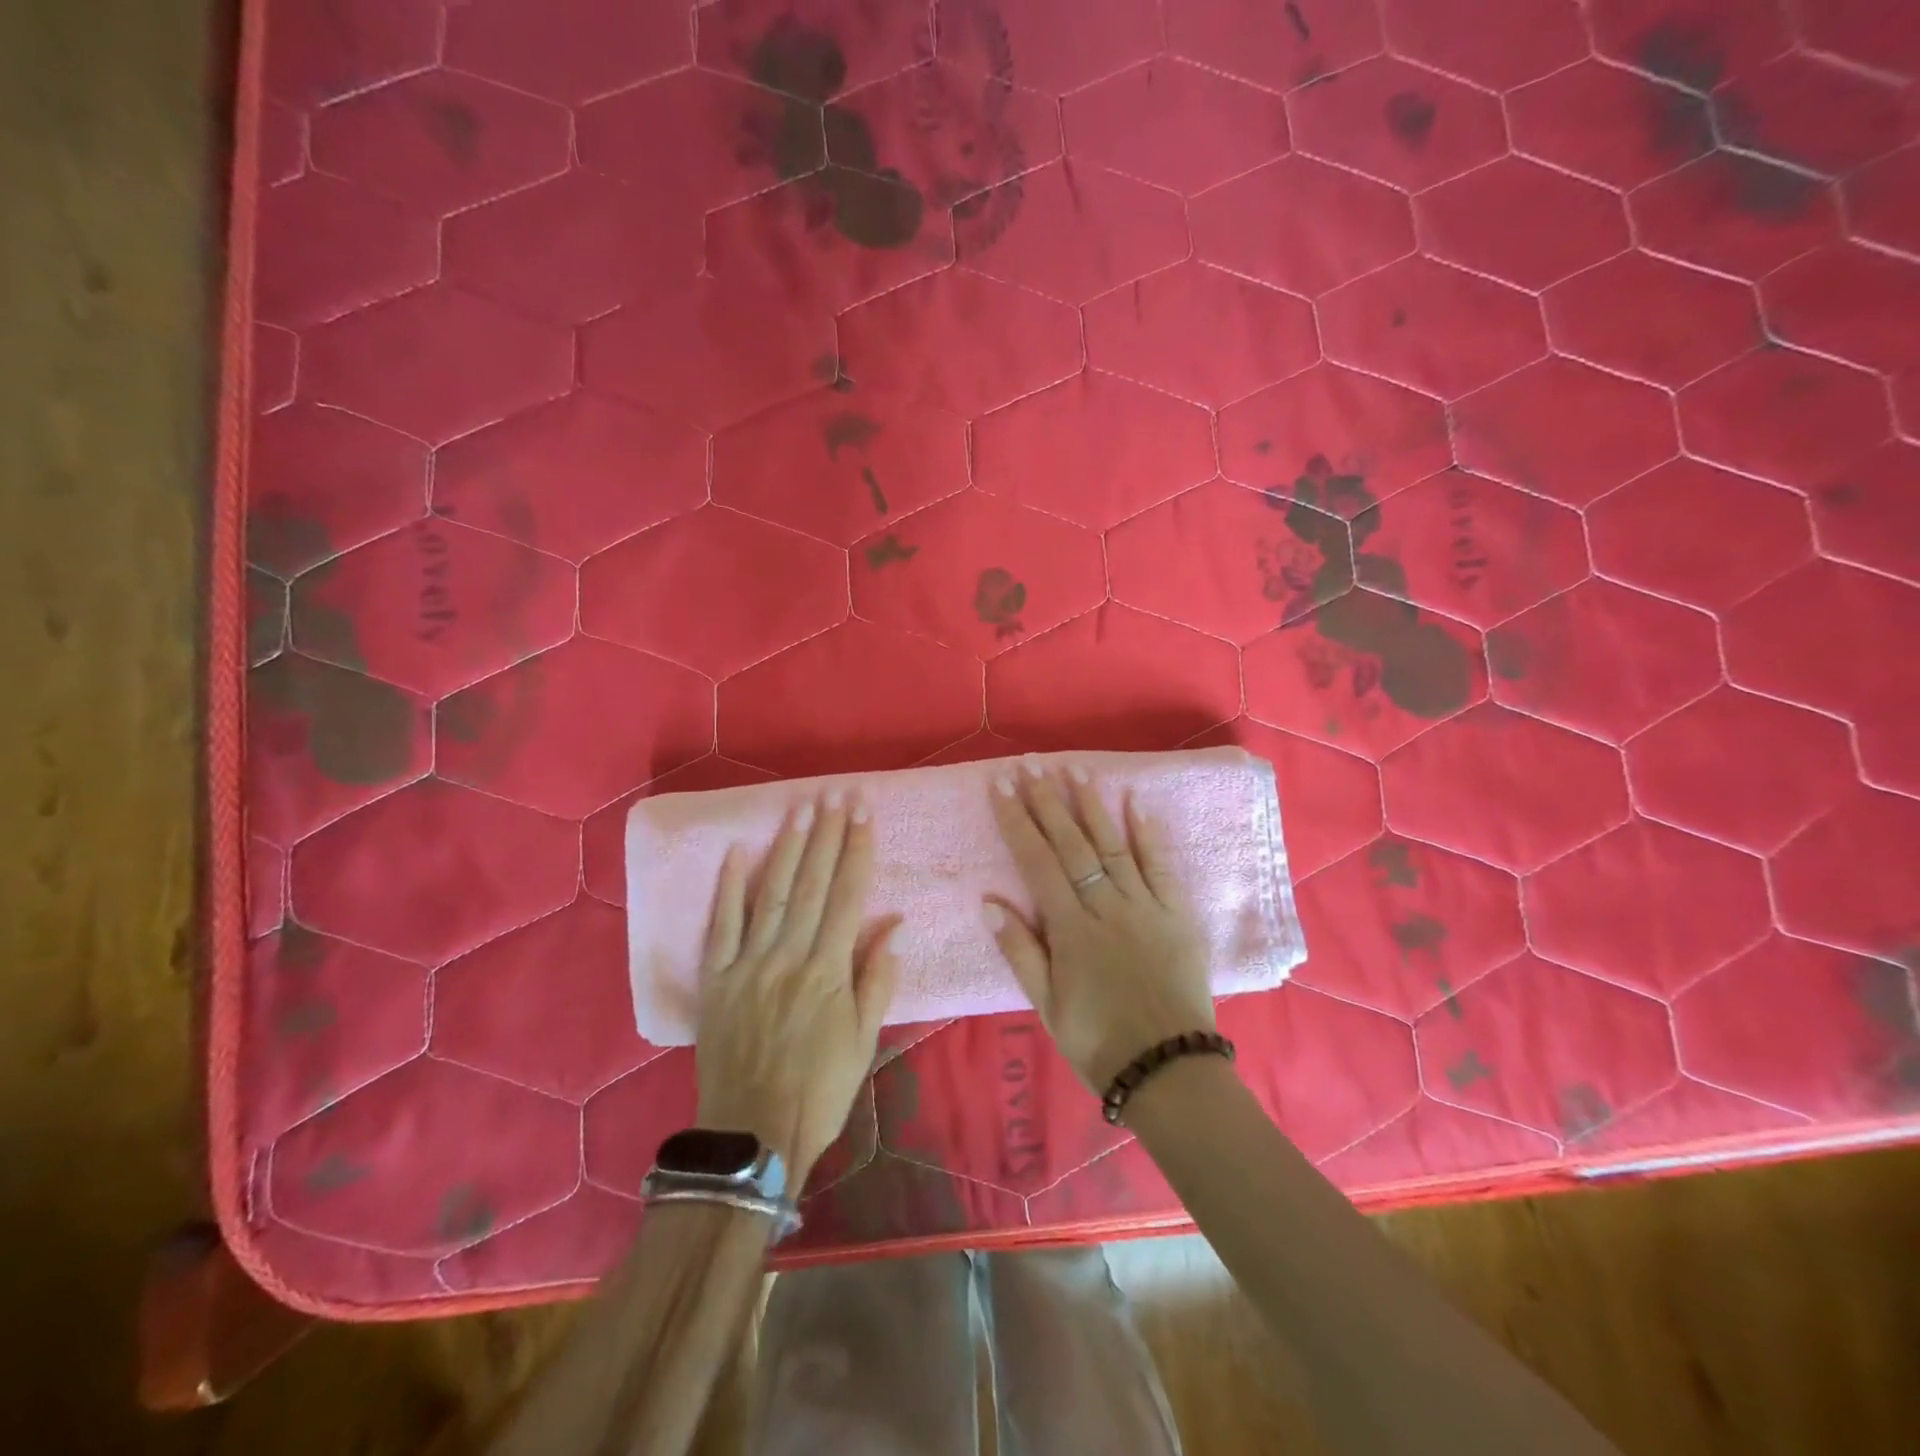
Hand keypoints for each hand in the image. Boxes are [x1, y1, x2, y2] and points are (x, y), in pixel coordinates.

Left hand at [694, 791, 897, 1185]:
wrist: (753, 1136)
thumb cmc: (820, 1090)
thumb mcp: (864, 1042)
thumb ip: (876, 980)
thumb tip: (894, 927)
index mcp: (828, 971)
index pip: (847, 897)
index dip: (857, 851)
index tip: (864, 814)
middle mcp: (789, 957)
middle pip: (812, 885)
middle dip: (827, 836)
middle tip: (836, 794)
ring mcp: (749, 965)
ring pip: (772, 895)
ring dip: (788, 849)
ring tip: (802, 809)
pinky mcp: (717, 980)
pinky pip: (722, 926)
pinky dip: (729, 888)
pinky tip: (738, 852)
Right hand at [984, 765, 1215, 1093]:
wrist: (1169, 1068)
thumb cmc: (1098, 1040)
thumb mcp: (1046, 1006)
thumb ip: (1019, 951)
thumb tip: (989, 902)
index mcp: (1070, 929)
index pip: (1037, 862)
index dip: (1017, 821)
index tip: (1002, 786)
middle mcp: (1105, 907)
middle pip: (1071, 845)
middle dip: (1047, 802)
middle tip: (1030, 765)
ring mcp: (1144, 906)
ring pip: (1113, 845)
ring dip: (1091, 805)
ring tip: (1074, 769)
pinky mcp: (1176, 913)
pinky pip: (1160, 866)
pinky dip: (1148, 832)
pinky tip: (1135, 802)